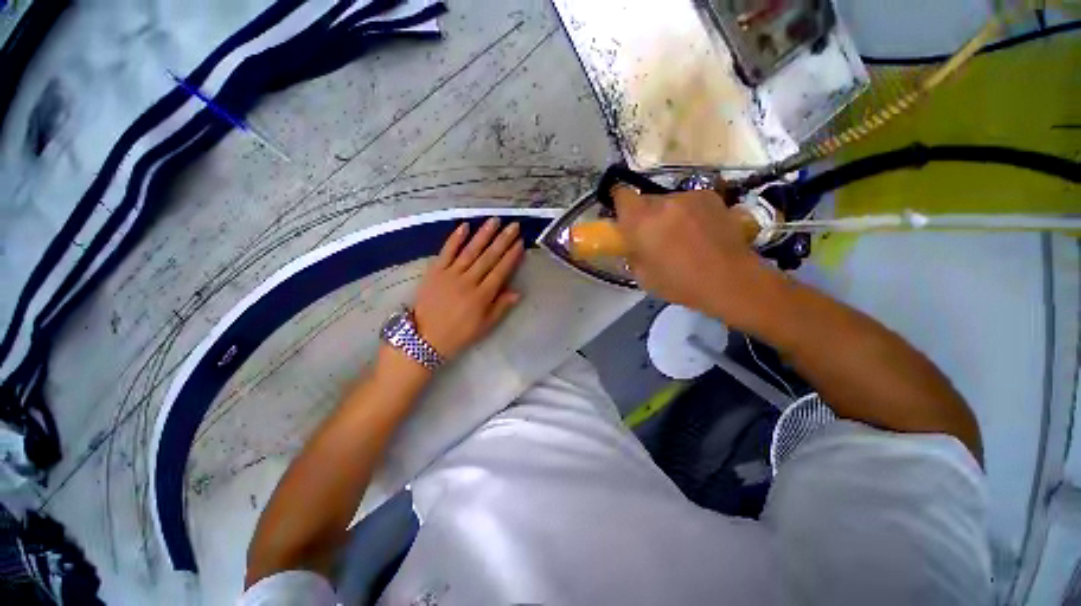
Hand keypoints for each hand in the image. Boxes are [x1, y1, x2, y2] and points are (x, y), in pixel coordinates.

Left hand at [410, 218, 523, 360]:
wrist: (424, 338)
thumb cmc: (459, 334)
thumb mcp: (484, 326)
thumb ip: (501, 307)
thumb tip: (517, 292)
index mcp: (482, 296)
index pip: (500, 271)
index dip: (511, 256)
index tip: (520, 242)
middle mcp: (468, 281)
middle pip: (488, 257)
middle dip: (503, 240)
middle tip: (514, 225)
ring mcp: (450, 274)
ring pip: (470, 250)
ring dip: (483, 234)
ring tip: (494, 220)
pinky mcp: (435, 271)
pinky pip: (446, 252)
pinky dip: (455, 238)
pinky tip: (465, 226)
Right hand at [613, 187, 775, 326]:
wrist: (730, 281)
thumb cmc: (680, 284)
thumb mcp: (642, 276)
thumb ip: (632, 253)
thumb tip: (632, 245)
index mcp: (641, 220)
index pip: (621, 195)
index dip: (619, 204)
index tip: (622, 218)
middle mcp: (663, 201)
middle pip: (645, 199)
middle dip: (644, 215)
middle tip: (652, 236)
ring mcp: (689, 197)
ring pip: (668, 202)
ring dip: (668, 215)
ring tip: (682, 237)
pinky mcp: (711, 197)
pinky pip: (689, 203)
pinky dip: (688, 214)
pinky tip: (701, 233)